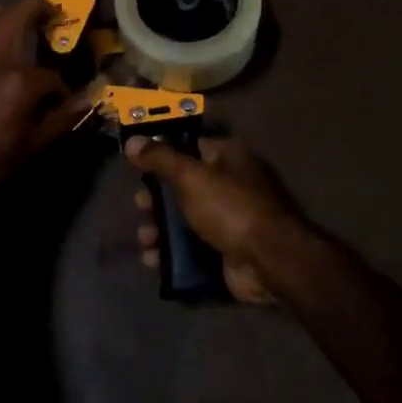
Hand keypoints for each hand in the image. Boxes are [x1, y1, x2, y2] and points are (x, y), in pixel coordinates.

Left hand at [0, 0, 87, 215]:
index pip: (50, 75)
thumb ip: (64, 117)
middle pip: (14, 17)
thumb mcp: (34, 145)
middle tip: (49, 8)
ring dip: (0, 13)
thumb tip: (92, 97)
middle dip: (35, 6)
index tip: (63, 100)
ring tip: (12, 15)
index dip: (61, 88)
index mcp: (18, 81)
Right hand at [126, 135, 306, 305]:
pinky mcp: (226, 251)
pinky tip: (154, 260)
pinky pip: (192, 249)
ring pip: (185, 221)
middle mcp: (230, 185)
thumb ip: (160, 159)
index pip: (190, 148)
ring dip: (160, 230)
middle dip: (157, 200)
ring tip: (145, 240)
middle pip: (183, 188)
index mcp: (228, 158)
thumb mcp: (190, 176)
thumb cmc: (230, 207)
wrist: (269, 261)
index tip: (138, 167)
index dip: (163, 156)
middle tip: (140, 208)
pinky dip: (172, 254)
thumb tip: (132, 142)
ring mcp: (229, 221)